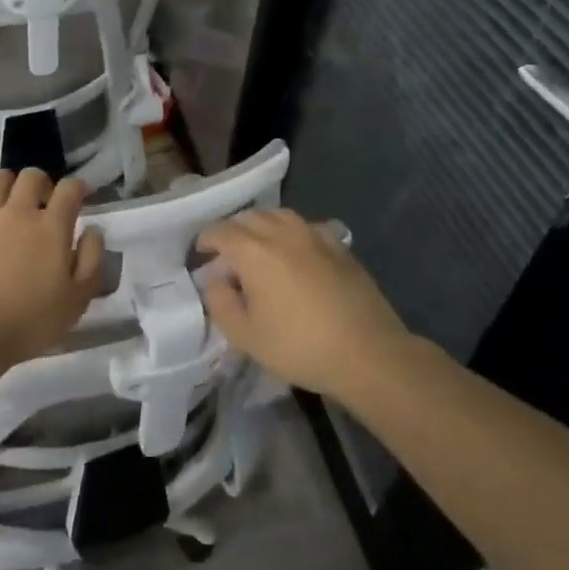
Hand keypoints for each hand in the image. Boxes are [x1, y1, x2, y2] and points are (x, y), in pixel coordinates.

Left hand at [0, 169, 104, 364]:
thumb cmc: (29, 321)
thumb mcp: (77, 299)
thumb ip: (90, 260)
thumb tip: (93, 230)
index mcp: (51, 227)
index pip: (69, 190)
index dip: (77, 187)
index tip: (79, 196)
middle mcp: (17, 212)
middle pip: (31, 177)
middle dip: (41, 182)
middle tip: (42, 200)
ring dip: (7, 183)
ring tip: (8, 199)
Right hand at [197, 208, 417, 399]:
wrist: (368, 353)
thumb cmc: (300, 347)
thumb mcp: (245, 336)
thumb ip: (220, 303)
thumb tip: (216, 280)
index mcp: (253, 251)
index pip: (220, 231)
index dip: (205, 240)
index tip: (200, 254)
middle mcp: (282, 232)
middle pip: (248, 217)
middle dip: (232, 231)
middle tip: (227, 255)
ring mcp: (314, 235)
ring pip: (278, 216)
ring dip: (262, 226)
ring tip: (259, 249)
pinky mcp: (339, 246)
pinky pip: (307, 227)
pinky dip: (293, 233)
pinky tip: (296, 253)